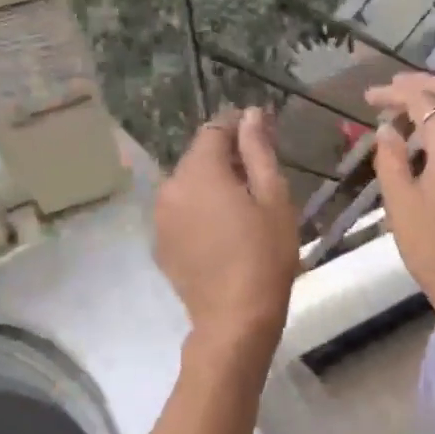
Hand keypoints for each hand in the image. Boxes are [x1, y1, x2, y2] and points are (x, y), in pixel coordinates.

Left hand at [154, 107, 299, 360]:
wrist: (234, 319)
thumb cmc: (265, 255)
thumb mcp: (273, 197)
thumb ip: (258, 150)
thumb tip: (250, 114)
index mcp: (200, 171)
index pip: (215, 129)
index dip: (238, 127)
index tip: (262, 136)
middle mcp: (171, 187)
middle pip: (199, 157)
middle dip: (227, 158)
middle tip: (260, 179)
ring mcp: (161, 217)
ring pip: (189, 184)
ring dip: (212, 185)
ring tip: (243, 208)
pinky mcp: (161, 243)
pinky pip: (182, 211)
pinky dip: (200, 210)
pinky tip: (223, 233)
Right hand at [363, 72, 434, 316]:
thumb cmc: (433, 248)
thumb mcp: (400, 203)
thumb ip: (391, 158)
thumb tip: (388, 130)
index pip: (423, 102)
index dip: (395, 93)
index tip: (370, 97)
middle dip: (423, 85)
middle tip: (394, 86)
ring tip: (408, 113)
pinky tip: (433, 143)